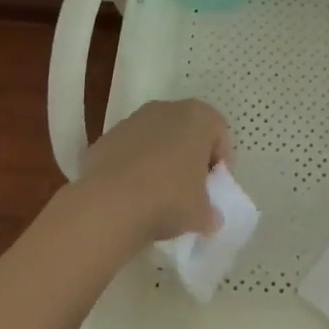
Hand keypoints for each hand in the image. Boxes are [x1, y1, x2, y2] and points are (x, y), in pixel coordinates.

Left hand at [78, 99, 229, 243]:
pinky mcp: (106, 138)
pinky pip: (130, 151)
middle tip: (190, 189)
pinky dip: (134, 167)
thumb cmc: (169, 198)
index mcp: (198, 117)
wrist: (109, 204)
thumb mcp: (201, 213)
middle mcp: (167, 109)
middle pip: (187, 131)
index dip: (221, 161)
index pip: (220, 133)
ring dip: (161, 160)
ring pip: (157, 139)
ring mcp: (133, 121)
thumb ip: (210, 212)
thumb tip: (210, 219)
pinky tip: (132, 194)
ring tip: (158, 194)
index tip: (215, 187)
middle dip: (190, 157)